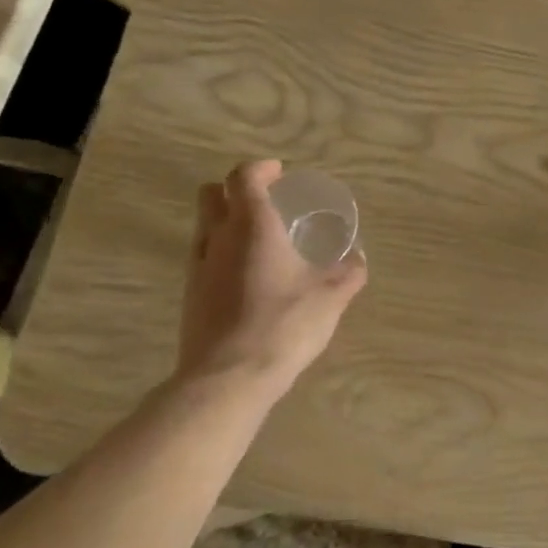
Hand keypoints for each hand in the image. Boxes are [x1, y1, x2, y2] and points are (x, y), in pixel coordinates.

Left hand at [176, 160, 367, 403]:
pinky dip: (220, 253)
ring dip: (225, 221)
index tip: (279, 173)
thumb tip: (358, 258)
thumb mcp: (331, 296)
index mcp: (252, 226)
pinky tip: (246, 276)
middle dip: (235, 190)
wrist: (229, 378)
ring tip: (257, 239)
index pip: (243, 177)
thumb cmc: (284, 324)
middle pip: (212, 195)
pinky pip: (202, 258)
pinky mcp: (189, 297)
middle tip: (265, 201)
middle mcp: (218, 238)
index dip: (261, 169)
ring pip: (203, 226)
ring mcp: (198, 268)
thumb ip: (348, 272)